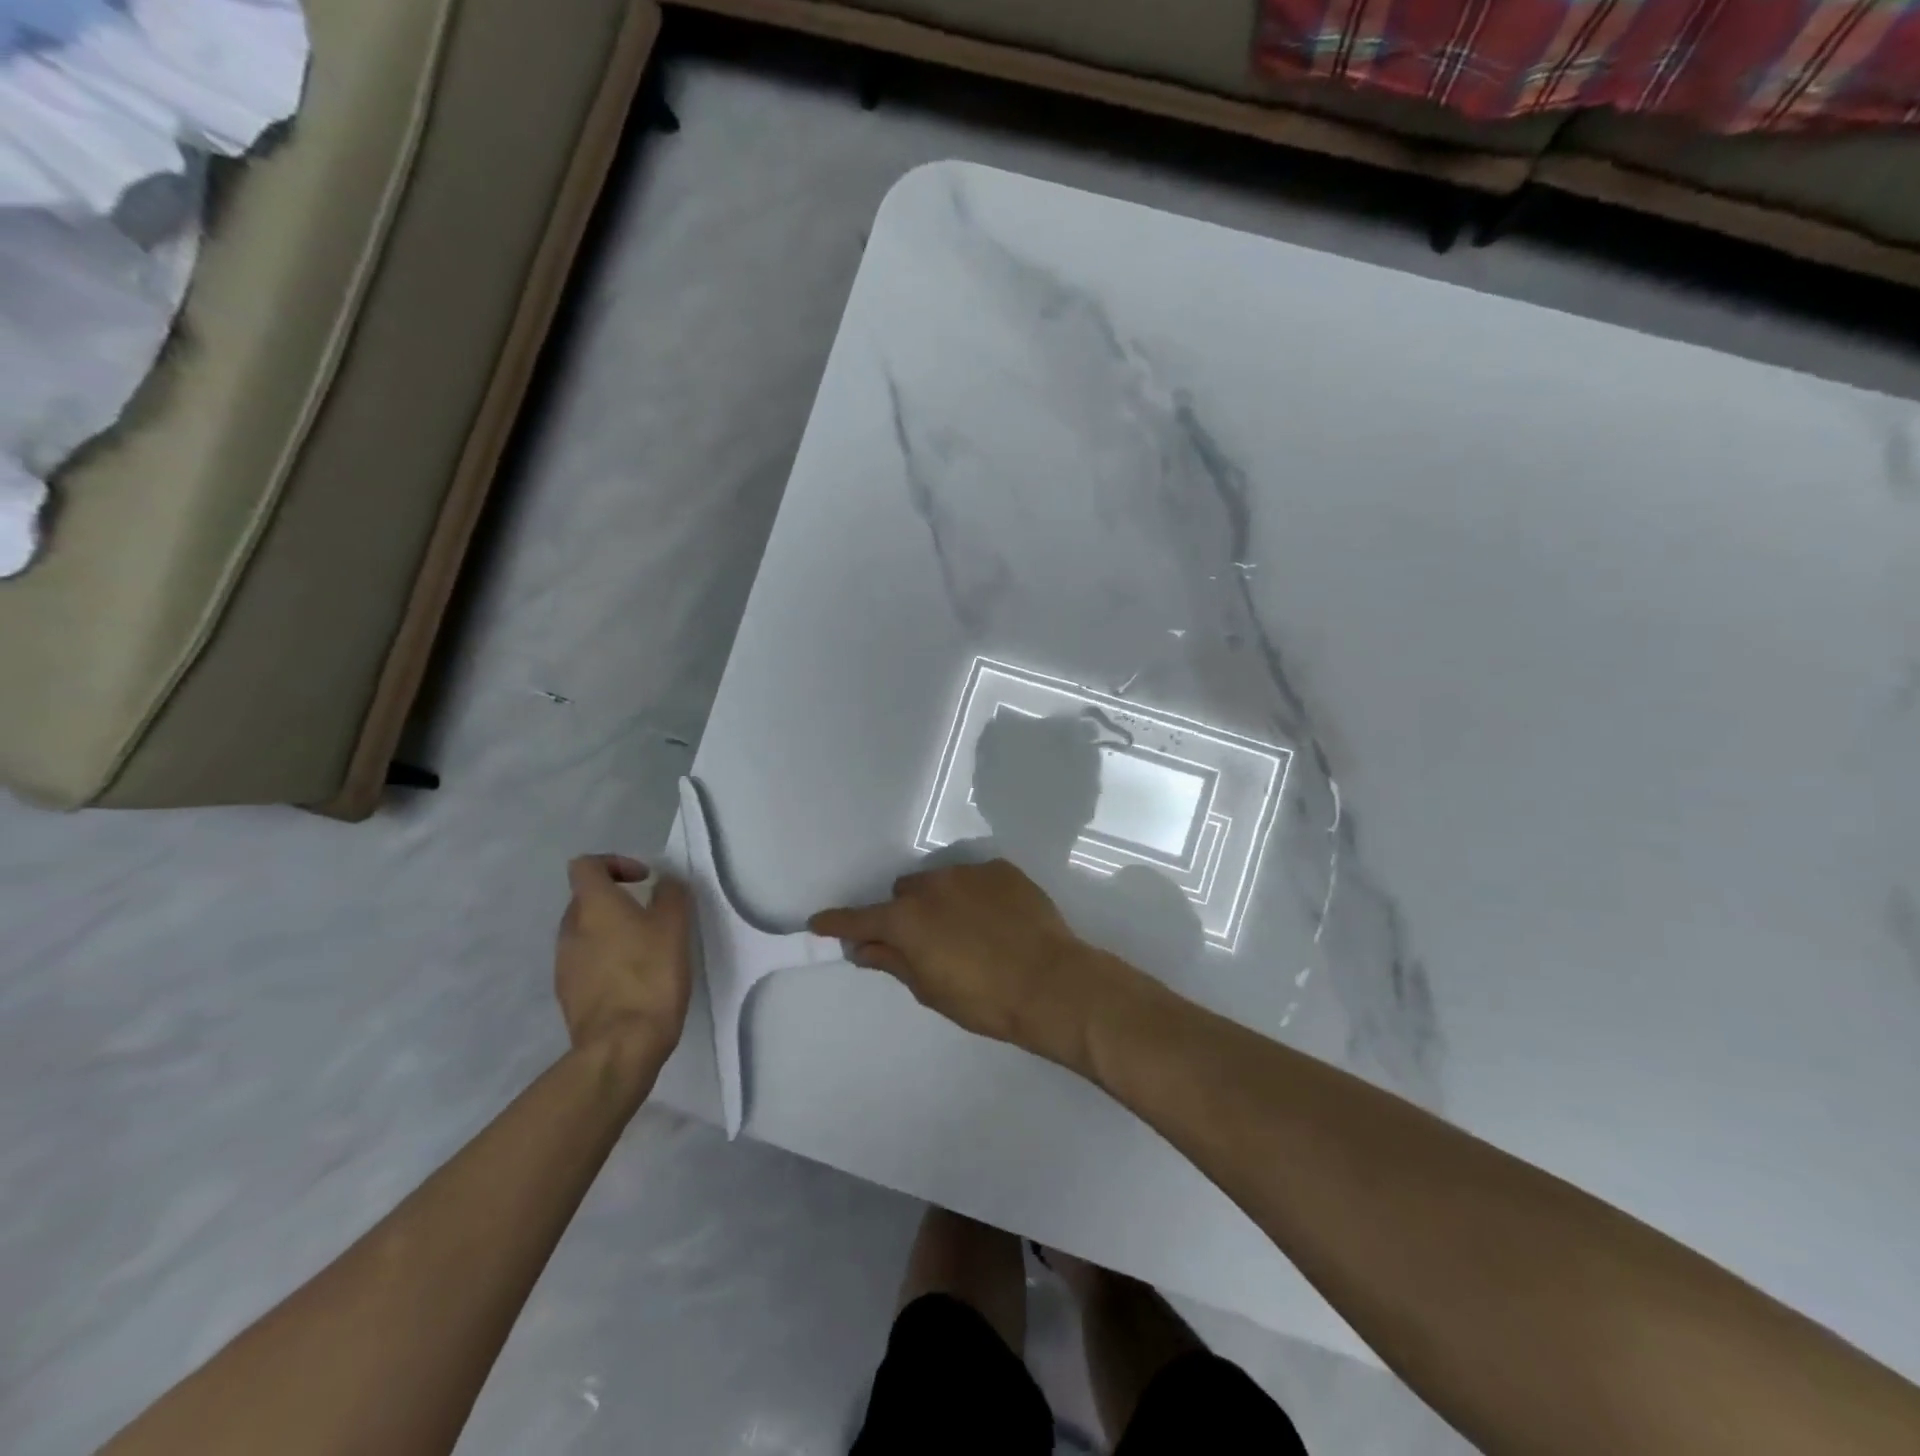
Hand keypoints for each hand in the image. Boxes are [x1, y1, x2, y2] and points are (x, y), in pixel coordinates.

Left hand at [555, 856, 691, 1067]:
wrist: (621, 1045)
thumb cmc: (650, 975)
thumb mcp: (674, 926)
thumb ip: (671, 894)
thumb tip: (664, 882)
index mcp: (593, 906)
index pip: (585, 865)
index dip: (614, 863)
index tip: (643, 880)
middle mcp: (571, 929)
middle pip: (586, 899)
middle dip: (616, 900)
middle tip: (650, 915)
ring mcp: (564, 964)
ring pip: (586, 932)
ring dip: (611, 932)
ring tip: (645, 950)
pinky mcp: (568, 994)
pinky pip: (585, 963)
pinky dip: (606, 961)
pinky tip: (633, 979)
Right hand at [810, 859, 1136, 1072]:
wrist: (1052, 983)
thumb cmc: (984, 999)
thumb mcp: (931, 990)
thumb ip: (893, 962)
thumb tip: (862, 948)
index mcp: (908, 919)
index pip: (860, 919)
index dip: (838, 922)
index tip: (819, 922)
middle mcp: (932, 885)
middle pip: (904, 893)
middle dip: (906, 914)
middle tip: (927, 941)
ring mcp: (969, 872)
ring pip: (940, 881)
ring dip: (942, 901)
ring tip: (970, 930)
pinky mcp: (1001, 869)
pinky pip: (976, 879)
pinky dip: (976, 896)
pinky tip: (997, 920)